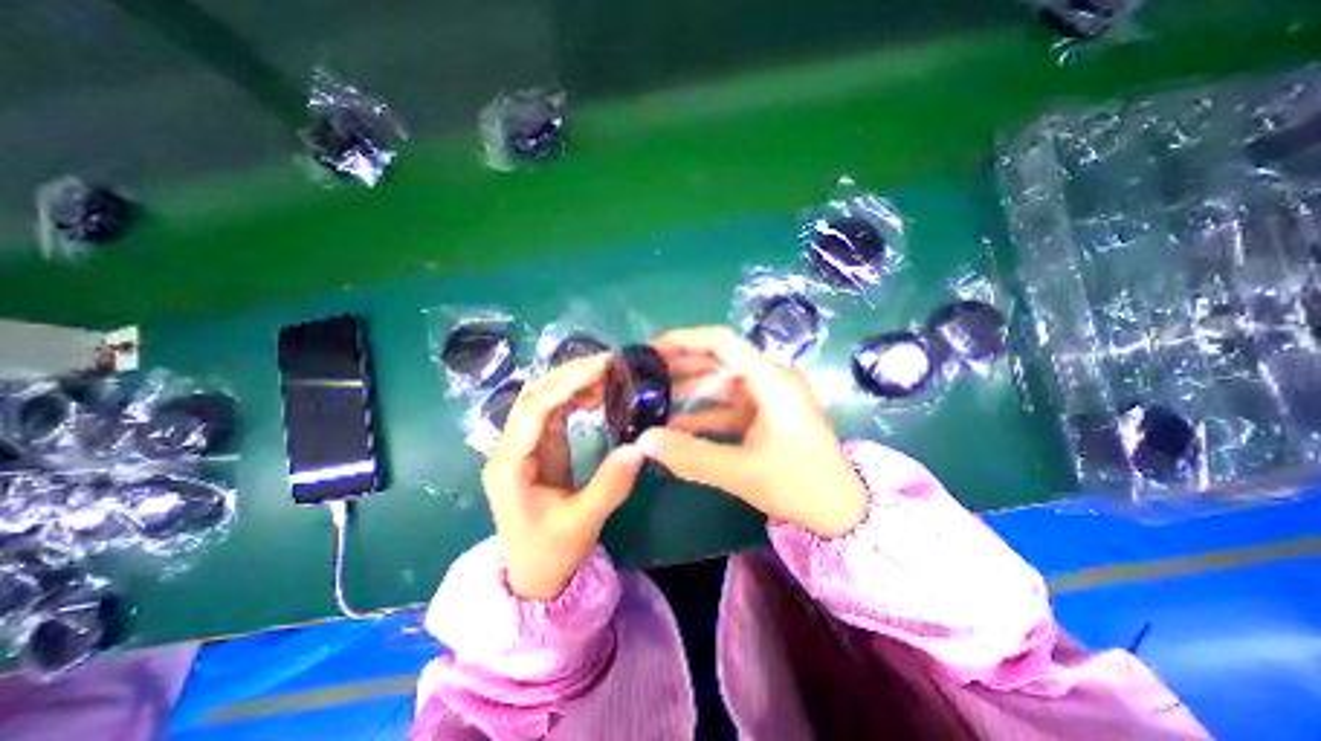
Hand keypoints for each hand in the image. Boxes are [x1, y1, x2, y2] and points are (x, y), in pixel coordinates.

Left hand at [483, 354, 648, 602]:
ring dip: (572, 383)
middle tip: (607, 362)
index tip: (600, 367)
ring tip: (606, 374)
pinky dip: (575, 398)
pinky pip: (554, 413)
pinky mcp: (539, 448)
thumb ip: (610, 485)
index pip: (533, 410)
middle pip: (534, 397)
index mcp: (510, 465)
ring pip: (543, 400)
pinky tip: (597, 394)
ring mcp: (524, 446)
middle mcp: (511, 448)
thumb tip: (639, 447)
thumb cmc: (551, 552)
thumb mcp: (583, 522)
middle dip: (569, 375)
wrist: (535, 575)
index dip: (565, 384)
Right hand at [638, 326, 868, 536]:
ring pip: (721, 384)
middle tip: (646, 372)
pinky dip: (704, 413)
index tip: (653, 347)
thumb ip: (691, 456)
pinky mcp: (766, 416)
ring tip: (654, 397)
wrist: (841, 512)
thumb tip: (644, 441)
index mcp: (771, 381)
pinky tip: (677, 425)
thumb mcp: (742, 471)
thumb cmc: (799, 485)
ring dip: (690, 391)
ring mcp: (768, 399)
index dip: (686, 339)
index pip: (723, 343)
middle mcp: (770, 381)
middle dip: (682, 365)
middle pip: (720, 360)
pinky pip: (729, 407)